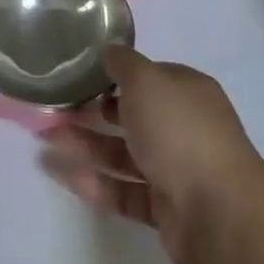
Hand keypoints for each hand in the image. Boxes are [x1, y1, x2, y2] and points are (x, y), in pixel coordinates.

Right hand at [40, 46, 263, 263]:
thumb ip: (124, 64)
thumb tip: (109, 50)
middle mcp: (183, 128)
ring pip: (122, 154)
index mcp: (187, 93)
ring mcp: (176, 170)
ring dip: (85, 146)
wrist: (218, 213)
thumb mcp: (147, 81)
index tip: (79, 76)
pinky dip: (95, 183)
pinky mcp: (165, 209)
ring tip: (45, 141)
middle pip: (131, 117)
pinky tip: (63, 174)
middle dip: (91, 113)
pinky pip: (123, 191)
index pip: (147, 78)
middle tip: (53, 110)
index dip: (114, 76)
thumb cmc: (180, 131)